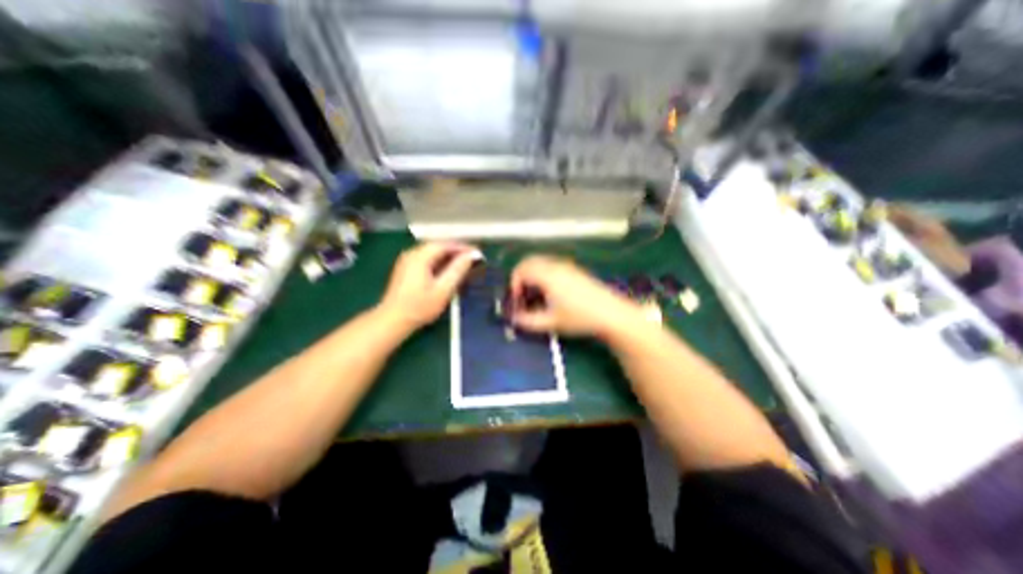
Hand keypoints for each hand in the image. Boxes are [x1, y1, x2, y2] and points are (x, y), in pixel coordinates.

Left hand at [376, 242, 481, 331]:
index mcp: (420, 257)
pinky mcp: (406, 269)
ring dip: (449, 257)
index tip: (477, 253)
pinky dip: (440, 262)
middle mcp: (412, 254)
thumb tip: (471, 256)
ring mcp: (407, 261)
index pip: (445, 245)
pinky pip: (427, 260)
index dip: (463, 247)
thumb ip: (457, 270)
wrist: (393, 321)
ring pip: (432, 253)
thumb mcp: (443, 290)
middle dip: (457, 251)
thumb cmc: (419, 307)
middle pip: (438, 247)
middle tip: (472, 259)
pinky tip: (448, 271)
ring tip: (464, 264)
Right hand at [509, 252, 640, 337]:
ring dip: (532, 275)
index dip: (514, 284)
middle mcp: (555, 266)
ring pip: (541, 262)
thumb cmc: (579, 318)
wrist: (611, 313)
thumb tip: (514, 319)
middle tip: (522, 295)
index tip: (517, 301)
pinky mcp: (574, 270)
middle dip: (520, 277)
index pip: (521, 270)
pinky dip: (543, 274)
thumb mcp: (551, 322)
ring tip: (535, 295)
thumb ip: (528, 321)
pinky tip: (550, 292)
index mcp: (547, 275)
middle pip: (529, 262)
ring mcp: (566, 266)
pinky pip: (551, 265)